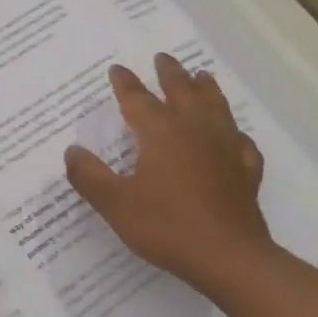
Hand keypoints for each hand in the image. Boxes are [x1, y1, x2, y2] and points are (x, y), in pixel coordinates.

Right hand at [64, 55, 276, 296]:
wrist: (229, 258)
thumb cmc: (167, 227)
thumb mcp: (115, 204)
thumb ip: (89, 176)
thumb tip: (71, 151)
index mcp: (161, 133)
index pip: (138, 99)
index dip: (125, 83)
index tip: (117, 69)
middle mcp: (195, 131)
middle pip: (183, 92)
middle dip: (170, 73)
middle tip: (163, 57)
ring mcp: (226, 150)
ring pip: (216, 108)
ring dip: (207, 89)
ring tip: (202, 76)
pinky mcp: (246, 172)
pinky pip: (242, 143)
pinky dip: (235, 133)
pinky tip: (234, 136)